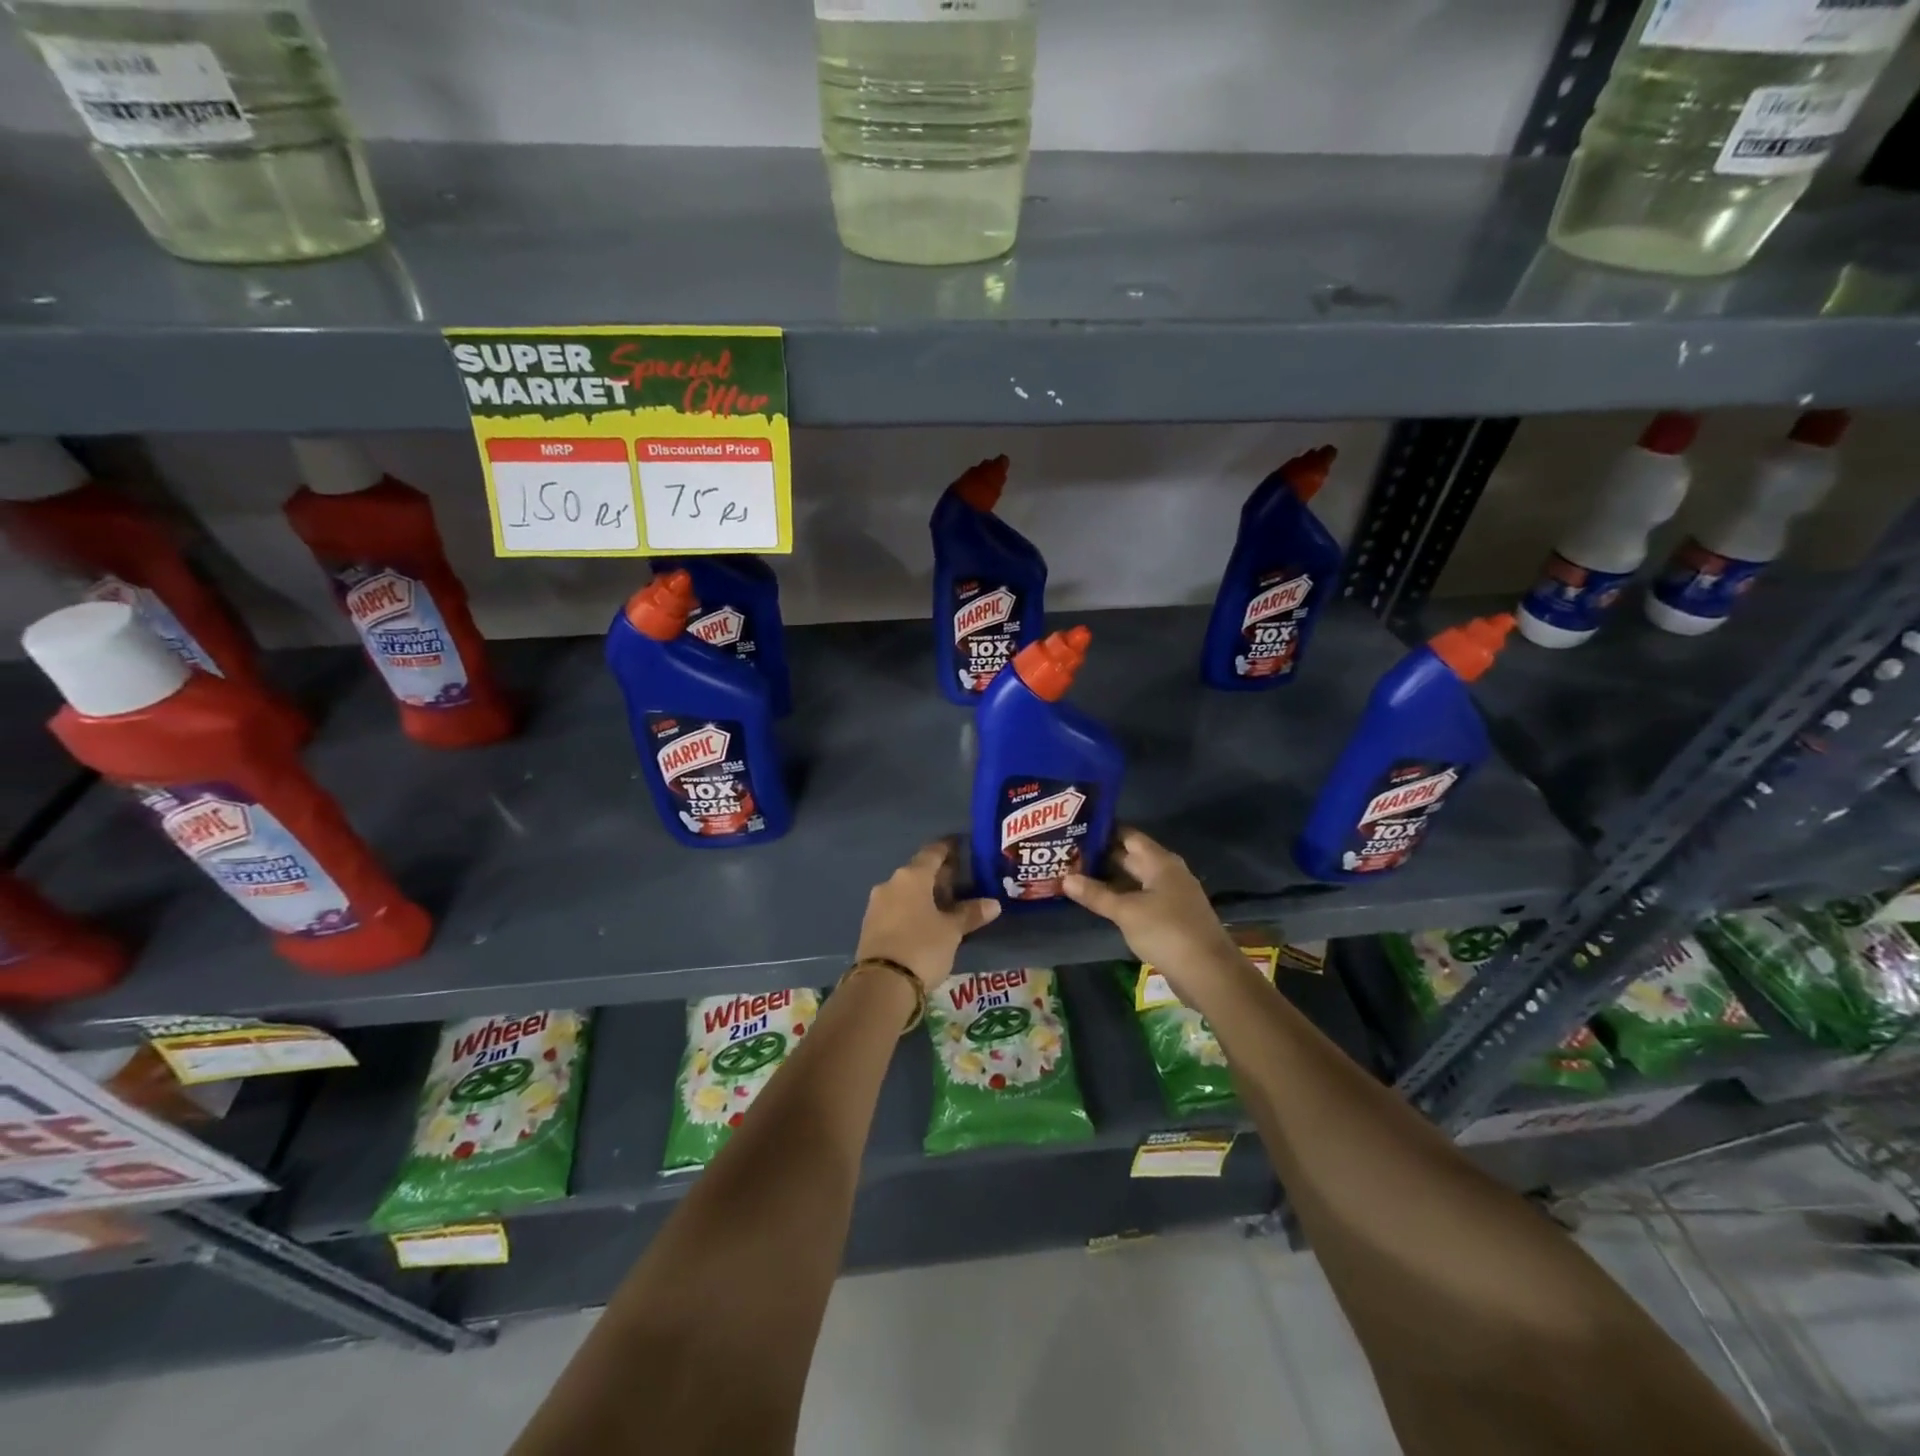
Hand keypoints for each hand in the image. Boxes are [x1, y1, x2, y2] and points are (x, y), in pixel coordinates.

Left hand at [856, 839, 1000, 988]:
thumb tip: (993, 903)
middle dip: (938, 876)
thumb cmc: (922, 947)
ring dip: (924, 895)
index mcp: (912, 877)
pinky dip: (911, 910)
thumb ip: (970, 914)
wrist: (881, 984)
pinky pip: (896, 908)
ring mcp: (877, 904)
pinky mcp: (869, 925)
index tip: (960, 846)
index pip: (932, 852)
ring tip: (945, 906)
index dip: (948, 848)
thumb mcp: (952, 932)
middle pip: (918, 872)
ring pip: (905, 891)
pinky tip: (924, 923)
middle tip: (959, 882)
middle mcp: (891, 883)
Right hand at [1063, 828, 1240, 989]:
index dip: (1102, 832)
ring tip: (1075, 877)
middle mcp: (1167, 872)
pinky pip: (1140, 898)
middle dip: (1100, 857)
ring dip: (1109, 880)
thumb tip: (1064, 879)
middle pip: (1130, 857)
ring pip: (1134, 880)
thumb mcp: (1126, 912)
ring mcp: (1170, 895)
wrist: (1209, 973)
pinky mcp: (1170, 917)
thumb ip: (1096, 894)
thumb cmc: (1166, 931)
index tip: (1074, 831)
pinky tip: (1100, 903)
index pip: (1128, 835)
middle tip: (1066, 856)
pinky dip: (1120, 898)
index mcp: (1160, 862)